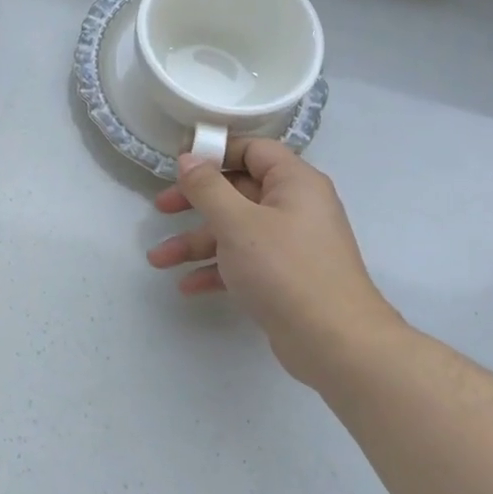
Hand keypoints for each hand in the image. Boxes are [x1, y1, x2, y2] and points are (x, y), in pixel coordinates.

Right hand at [147, 140, 404, 388]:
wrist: (335, 343)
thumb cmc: (284, 269)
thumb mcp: (237, 223)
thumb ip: (208, 188)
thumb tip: (188, 158)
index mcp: (294, 182)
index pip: (253, 150)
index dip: (215, 153)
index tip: (179, 166)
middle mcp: (296, 207)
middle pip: (238, 191)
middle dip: (195, 203)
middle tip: (160, 209)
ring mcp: (291, 244)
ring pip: (236, 231)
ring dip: (196, 242)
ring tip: (157, 260)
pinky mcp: (285, 277)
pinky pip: (244, 262)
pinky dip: (217, 270)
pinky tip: (187, 285)